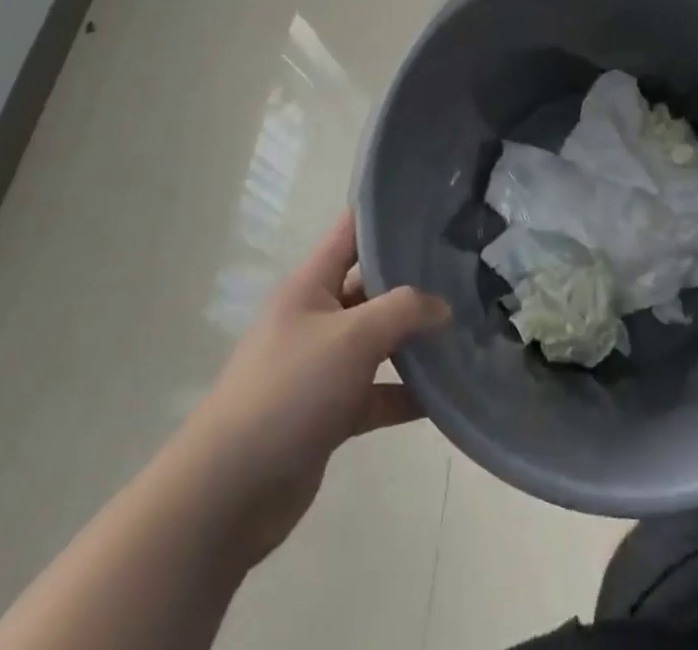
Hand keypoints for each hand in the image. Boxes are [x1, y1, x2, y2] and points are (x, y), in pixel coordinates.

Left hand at [188, 214, 449, 564]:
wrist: (230, 491)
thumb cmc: (290, 390)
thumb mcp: (351, 337)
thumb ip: (403, 311)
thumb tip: (443, 306)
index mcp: (311, 285)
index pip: (351, 232)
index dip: (386, 214)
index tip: (433, 205)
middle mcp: (316, 317)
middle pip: (371, 286)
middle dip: (413, 280)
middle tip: (466, 270)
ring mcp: (321, 366)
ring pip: (377, 342)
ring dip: (414, 340)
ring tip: (465, 329)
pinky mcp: (329, 412)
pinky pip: (375, 392)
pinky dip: (405, 393)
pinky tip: (444, 396)